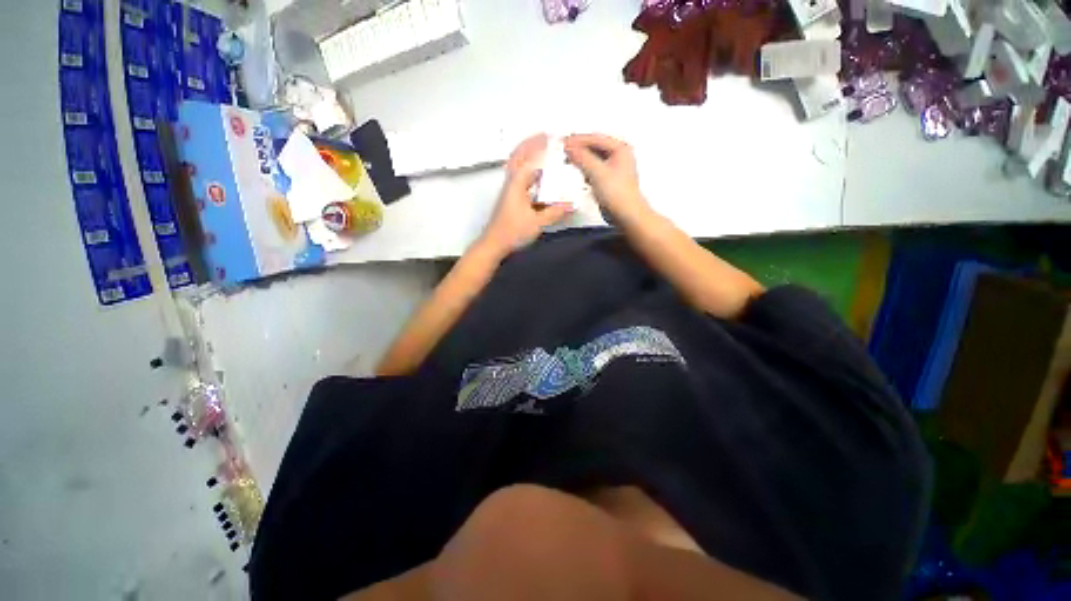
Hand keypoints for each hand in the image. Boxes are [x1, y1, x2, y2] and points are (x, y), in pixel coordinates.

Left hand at [478, 134, 572, 256]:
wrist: (493, 245)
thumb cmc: (512, 232)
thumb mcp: (537, 223)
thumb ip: (555, 212)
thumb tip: (571, 205)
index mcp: (516, 184)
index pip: (529, 159)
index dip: (539, 147)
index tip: (551, 137)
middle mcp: (511, 184)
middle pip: (518, 157)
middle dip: (530, 145)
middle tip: (544, 138)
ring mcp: (509, 191)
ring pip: (517, 167)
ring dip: (528, 157)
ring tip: (542, 153)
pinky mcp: (509, 200)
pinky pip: (519, 179)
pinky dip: (528, 172)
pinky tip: (538, 179)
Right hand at [564, 134, 649, 219]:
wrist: (626, 215)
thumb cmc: (618, 194)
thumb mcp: (598, 172)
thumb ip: (582, 158)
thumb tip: (570, 147)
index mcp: (620, 148)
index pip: (595, 138)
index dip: (578, 139)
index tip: (563, 142)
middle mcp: (619, 155)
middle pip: (594, 147)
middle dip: (578, 148)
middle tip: (563, 149)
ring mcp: (614, 168)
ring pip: (593, 158)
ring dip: (580, 159)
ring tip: (567, 159)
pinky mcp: (608, 180)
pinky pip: (593, 169)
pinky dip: (584, 169)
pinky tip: (577, 172)